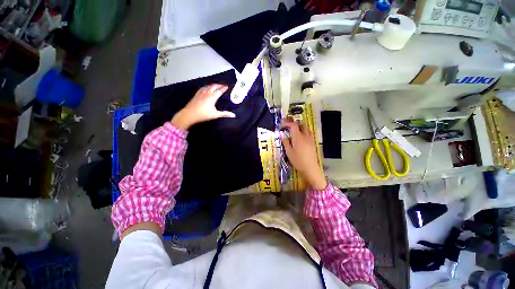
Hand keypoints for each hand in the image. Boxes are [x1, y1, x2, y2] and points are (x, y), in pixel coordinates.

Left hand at [171, 84, 235, 129]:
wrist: (189, 114)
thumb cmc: (203, 114)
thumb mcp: (215, 115)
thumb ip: (225, 114)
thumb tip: (233, 115)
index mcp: (212, 97)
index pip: (220, 91)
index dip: (224, 88)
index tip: (227, 86)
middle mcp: (207, 93)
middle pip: (214, 86)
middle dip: (219, 85)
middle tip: (223, 85)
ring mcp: (201, 93)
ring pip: (208, 86)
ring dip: (213, 85)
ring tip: (216, 85)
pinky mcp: (196, 94)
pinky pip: (203, 88)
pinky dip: (206, 87)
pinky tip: (206, 88)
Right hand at [281, 119, 326, 189]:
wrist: (310, 168)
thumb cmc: (298, 161)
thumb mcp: (289, 152)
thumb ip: (285, 141)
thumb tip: (281, 133)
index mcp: (298, 137)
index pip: (293, 125)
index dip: (287, 122)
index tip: (282, 122)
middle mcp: (305, 136)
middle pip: (301, 124)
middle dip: (294, 123)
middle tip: (287, 125)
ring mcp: (310, 139)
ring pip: (305, 128)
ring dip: (299, 126)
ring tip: (293, 130)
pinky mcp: (313, 143)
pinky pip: (308, 133)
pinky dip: (303, 131)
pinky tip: (300, 136)